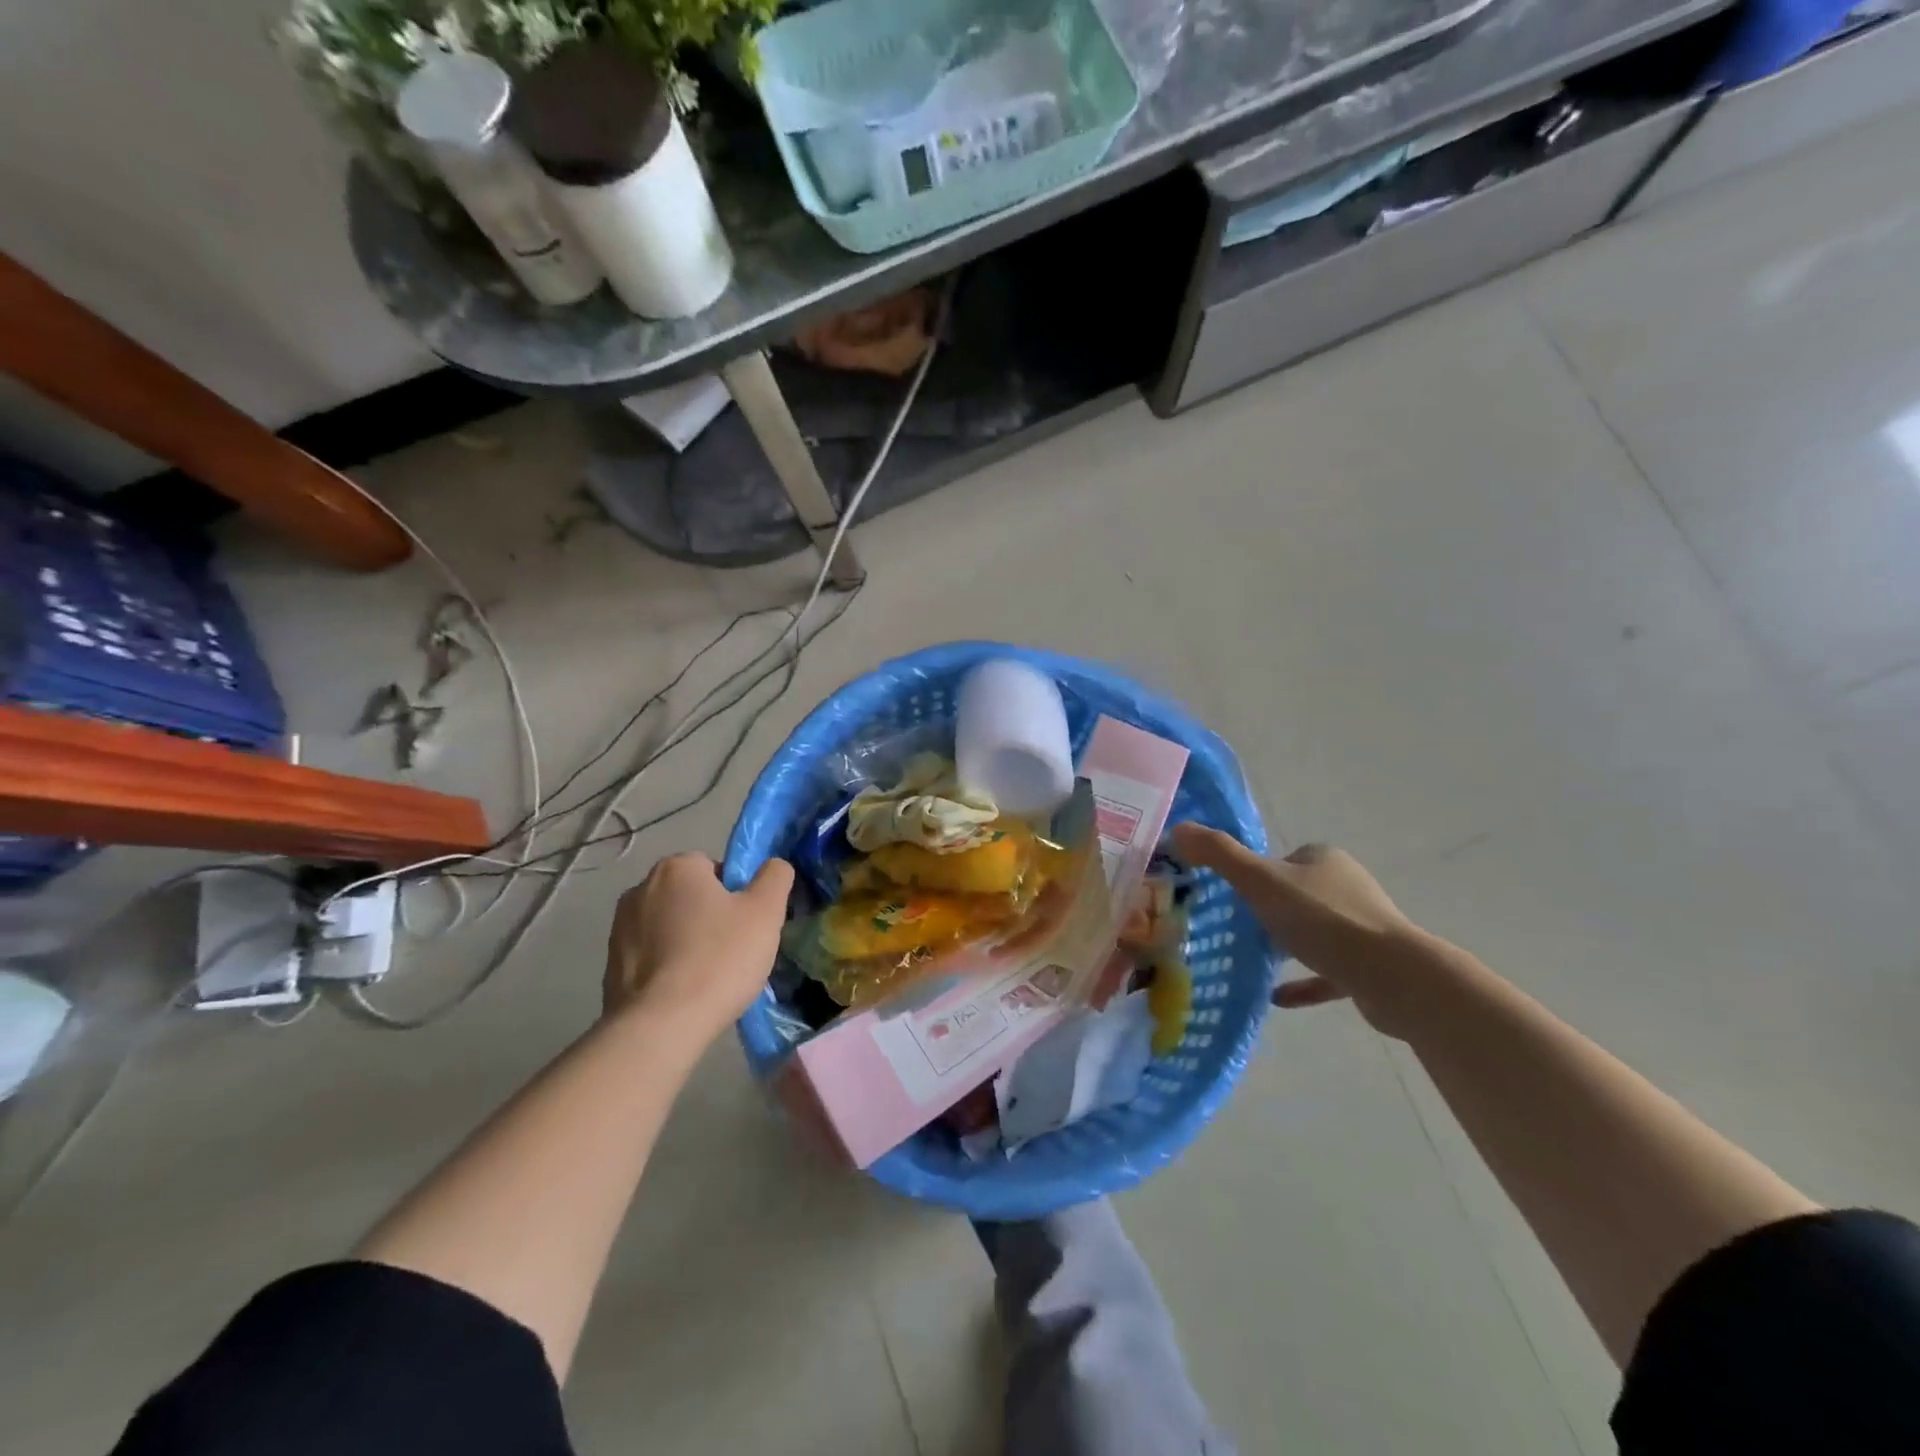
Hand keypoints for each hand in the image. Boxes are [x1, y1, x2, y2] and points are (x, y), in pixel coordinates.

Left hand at [603, 853, 794, 1036]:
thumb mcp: (765, 912)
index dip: (737, 894)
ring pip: (669, 926)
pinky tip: (683, 993)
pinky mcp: (609, 964)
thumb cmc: (718, 959)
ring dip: (687, 941)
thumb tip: (774, 865)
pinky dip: (667, 967)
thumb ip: (775, 877)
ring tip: (708, 977)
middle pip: (690, 896)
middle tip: (733, 951)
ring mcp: (619, 928)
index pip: (715, 867)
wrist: (659, 1027)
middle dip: (710, 917)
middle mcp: (640, 888)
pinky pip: (651, 956)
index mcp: (677, 868)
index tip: (747, 925)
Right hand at [1170, 825, 1425, 1036]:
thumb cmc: (1322, 920)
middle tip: (1237, 927)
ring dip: (1288, 942)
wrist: (1393, 976)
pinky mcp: (1370, 966)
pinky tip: (1277, 996)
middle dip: (1270, 908)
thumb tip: (1177, 828)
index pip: (1282, 859)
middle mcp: (1346, 886)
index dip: (1256, 873)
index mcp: (1323, 860)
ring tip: (1253, 958)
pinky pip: (1327, 971)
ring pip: (1315, 931)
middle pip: (1298, 893)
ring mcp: (1362, 927)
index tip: (1232, 894)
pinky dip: (1303, 981)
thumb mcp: (1260, 881)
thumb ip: (1219, 855)